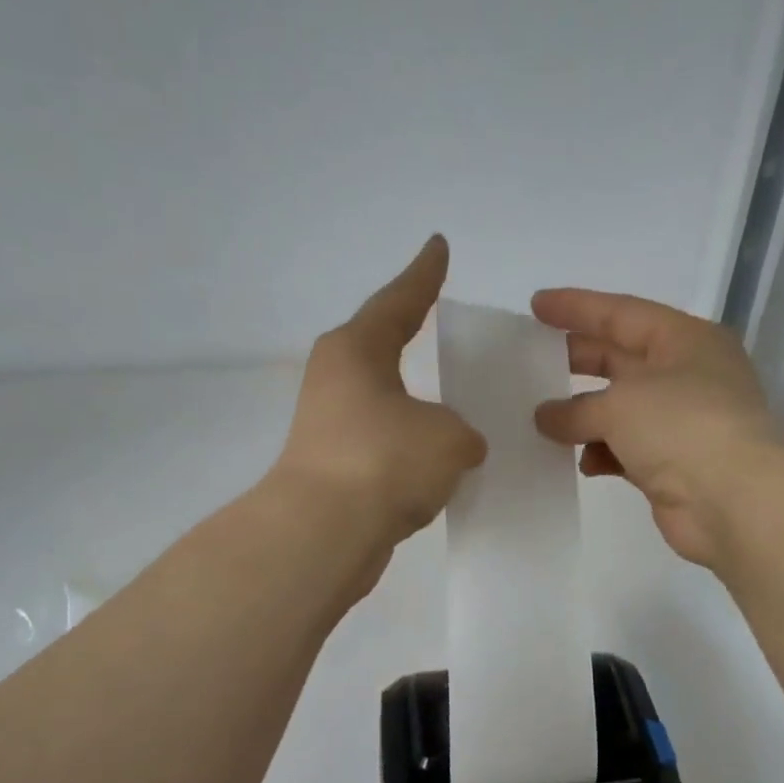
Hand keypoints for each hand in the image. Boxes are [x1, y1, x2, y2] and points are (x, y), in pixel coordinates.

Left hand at [272, 236, 487, 548]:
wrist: (323, 535)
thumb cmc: (385, 462)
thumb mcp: (447, 438)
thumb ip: (460, 434)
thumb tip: (452, 447)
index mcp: (357, 350)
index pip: (399, 301)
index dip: (424, 275)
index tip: (438, 247)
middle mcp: (336, 380)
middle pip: (381, 347)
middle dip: (410, 335)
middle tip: (439, 319)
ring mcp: (330, 427)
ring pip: (384, 402)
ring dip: (415, 402)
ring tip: (454, 401)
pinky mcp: (334, 470)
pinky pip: (384, 445)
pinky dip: (411, 447)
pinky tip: (438, 461)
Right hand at [531, 288, 777, 567]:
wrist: (734, 501)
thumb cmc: (681, 428)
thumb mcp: (620, 405)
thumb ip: (575, 409)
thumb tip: (545, 417)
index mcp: (685, 340)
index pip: (622, 313)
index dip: (577, 308)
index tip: (536, 306)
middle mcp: (687, 375)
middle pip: (621, 359)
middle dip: (577, 361)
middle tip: (532, 362)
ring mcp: (682, 422)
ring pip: (621, 409)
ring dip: (584, 416)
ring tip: (543, 421)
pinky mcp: (674, 464)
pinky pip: (627, 450)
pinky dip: (603, 453)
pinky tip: (581, 463)